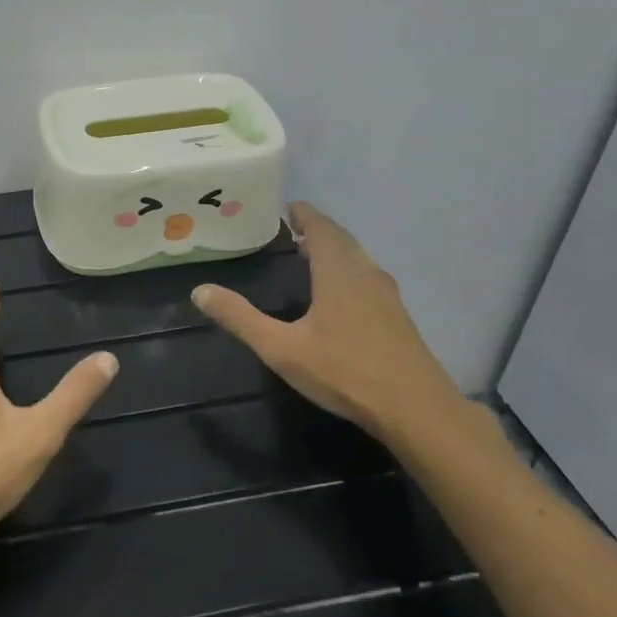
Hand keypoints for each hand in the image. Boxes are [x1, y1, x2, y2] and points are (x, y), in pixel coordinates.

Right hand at [191, 202, 470, 443]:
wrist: (416, 409)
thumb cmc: (344, 372)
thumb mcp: (281, 348)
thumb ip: (240, 318)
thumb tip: (199, 291)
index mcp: (338, 272)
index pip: (321, 228)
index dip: (304, 215)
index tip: (287, 207)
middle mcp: (366, 274)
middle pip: (342, 240)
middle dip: (318, 230)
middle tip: (292, 231)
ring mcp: (387, 296)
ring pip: (359, 259)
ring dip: (336, 250)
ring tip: (312, 256)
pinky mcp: (398, 317)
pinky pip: (369, 278)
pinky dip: (350, 270)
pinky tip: (341, 294)